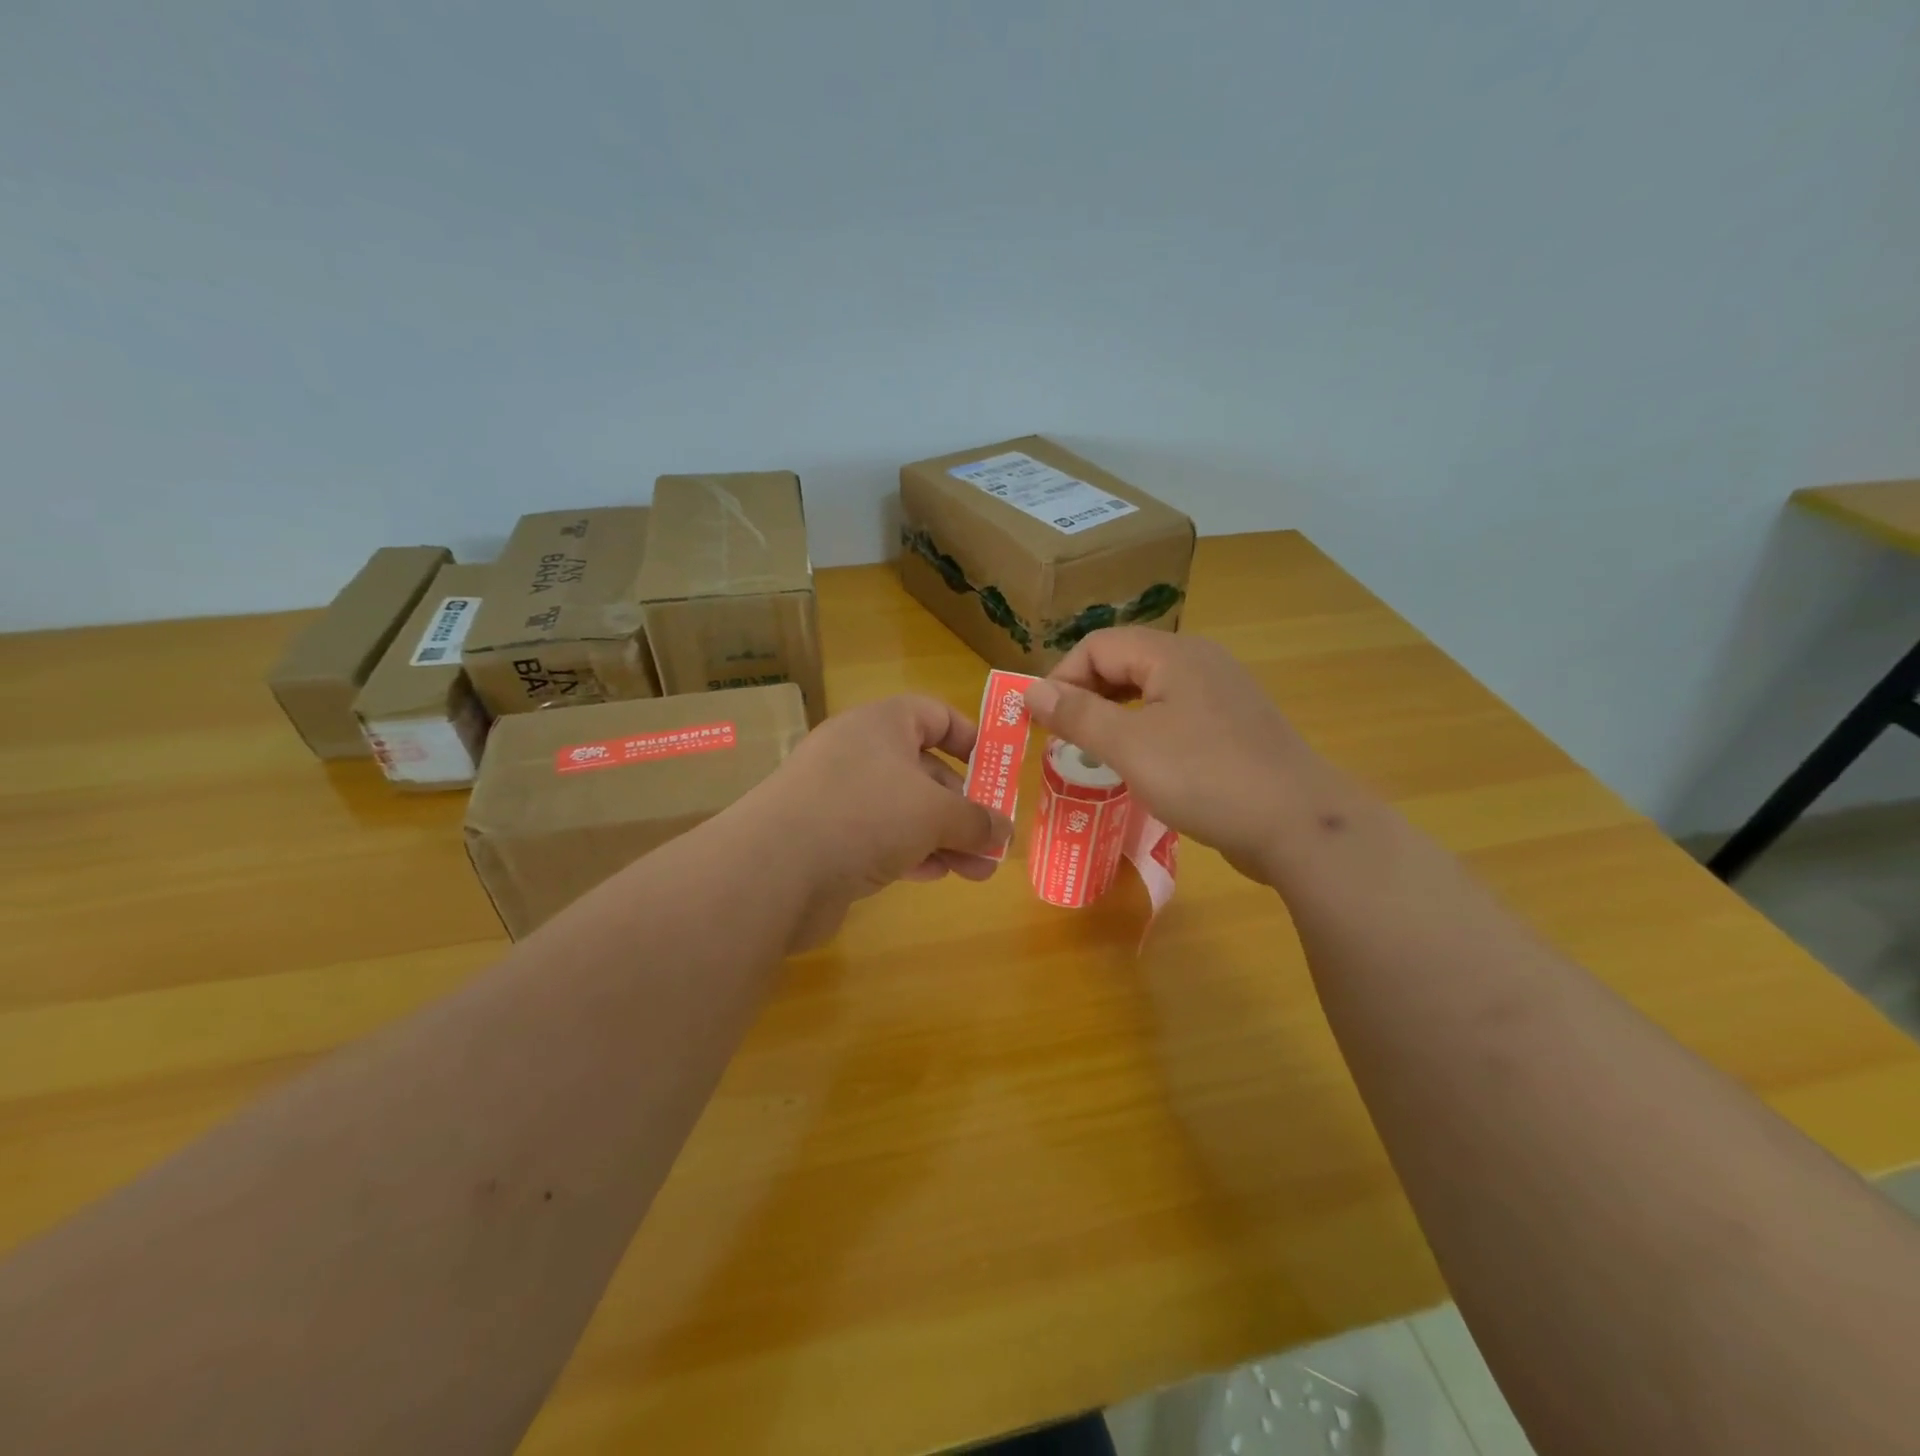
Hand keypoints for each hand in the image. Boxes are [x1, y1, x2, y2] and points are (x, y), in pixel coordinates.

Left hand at [740, 695, 1014, 948]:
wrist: (773, 870)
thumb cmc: (865, 815)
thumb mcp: (935, 813)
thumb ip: (976, 819)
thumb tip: (1003, 830)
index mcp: (881, 725)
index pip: (934, 714)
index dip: (970, 738)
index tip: (997, 770)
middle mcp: (857, 753)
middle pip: (924, 769)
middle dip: (964, 806)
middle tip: (994, 838)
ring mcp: (837, 797)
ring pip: (904, 810)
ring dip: (945, 838)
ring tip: (980, 871)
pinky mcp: (825, 838)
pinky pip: (879, 838)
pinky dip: (911, 853)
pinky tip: (937, 876)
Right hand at [1023, 628, 1333, 881]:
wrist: (1299, 825)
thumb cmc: (1207, 778)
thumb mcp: (1130, 746)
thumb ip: (1077, 715)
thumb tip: (1030, 690)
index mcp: (1173, 654)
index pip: (1098, 646)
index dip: (1062, 678)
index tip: (1042, 722)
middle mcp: (1199, 662)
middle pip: (1124, 662)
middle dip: (1086, 696)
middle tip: (1063, 739)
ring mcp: (1221, 694)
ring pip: (1149, 690)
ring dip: (1113, 715)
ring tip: (1092, 751)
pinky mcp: (1233, 726)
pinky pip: (1174, 715)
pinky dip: (1144, 731)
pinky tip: (1138, 765)